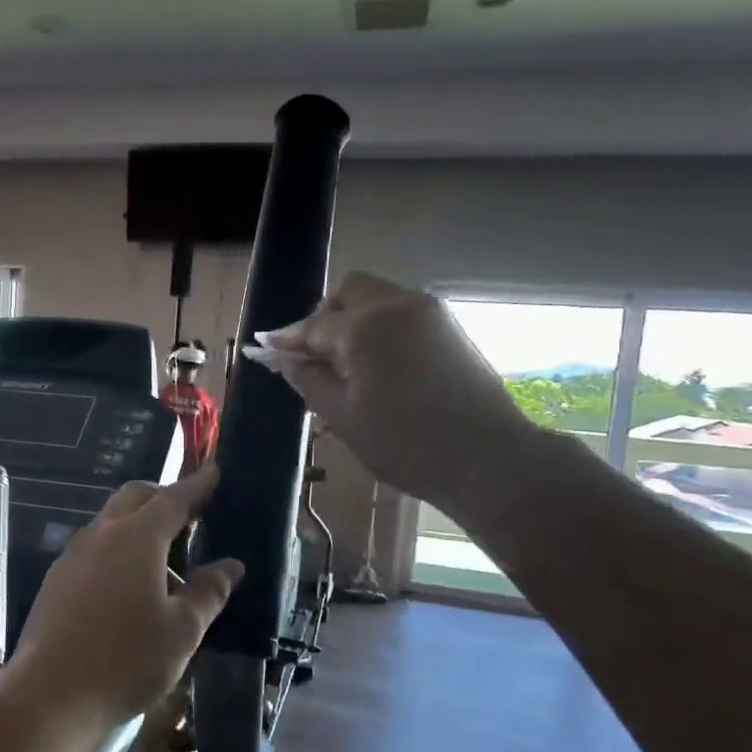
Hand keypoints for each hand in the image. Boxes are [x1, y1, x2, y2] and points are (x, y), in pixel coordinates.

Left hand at [11, 465, 244, 725]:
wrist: (50, 694)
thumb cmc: (126, 660)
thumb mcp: (182, 630)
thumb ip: (208, 591)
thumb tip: (231, 565)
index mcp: (137, 537)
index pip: (174, 498)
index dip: (198, 485)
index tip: (215, 471)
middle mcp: (101, 534)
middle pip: (136, 497)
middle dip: (165, 497)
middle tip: (192, 516)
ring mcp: (73, 554)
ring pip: (111, 521)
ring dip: (140, 526)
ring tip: (166, 563)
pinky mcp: (57, 578)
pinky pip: (94, 546)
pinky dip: (118, 548)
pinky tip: (130, 587)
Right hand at [252, 271, 531, 501]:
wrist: (487, 459)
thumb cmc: (405, 443)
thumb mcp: (343, 417)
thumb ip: (310, 380)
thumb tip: (285, 360)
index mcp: (365, 326)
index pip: (314, 326)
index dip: (287, 340)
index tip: (264, 349)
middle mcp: (399, 305)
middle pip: (351, 292)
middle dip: (325, 316)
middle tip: (312, 355)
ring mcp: (431, 314)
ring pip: (380, 299)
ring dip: (354, 320)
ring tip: (345, 364)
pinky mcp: (452, 330)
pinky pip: (404, 314)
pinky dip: (381, 328)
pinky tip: (377, 365)